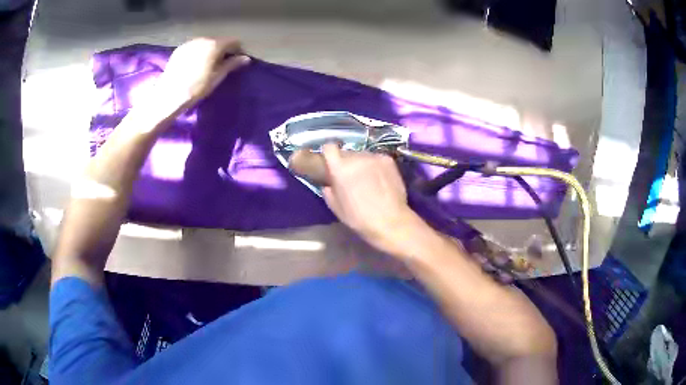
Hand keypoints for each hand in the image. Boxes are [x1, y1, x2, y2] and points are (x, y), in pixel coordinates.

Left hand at [156, 37, 249, 113]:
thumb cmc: (196, 87)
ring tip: (207, 65)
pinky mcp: (179, 49)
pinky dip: (198, 53)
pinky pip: (194, 47)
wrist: (169, 95)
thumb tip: (246, 58)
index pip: (233, 41)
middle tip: (222, 64)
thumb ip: (232, 64)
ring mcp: (189, 43)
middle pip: (218, 41)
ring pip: (205, 43)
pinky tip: (194, 65)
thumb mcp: (217, 77)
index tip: (237, 60)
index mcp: (215, 44)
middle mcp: (203, 39)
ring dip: (209, 51)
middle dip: (222, 50)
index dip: (237, 50)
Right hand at [321, 144, 415, 251]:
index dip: (329, 154)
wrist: (390, 221)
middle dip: (347, 163)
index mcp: (340, 168)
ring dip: (362, 164)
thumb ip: (329, 191)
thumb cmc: (359, 218)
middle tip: (352, 178)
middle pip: (347, 153)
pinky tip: (381, 180)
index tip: (331, 163)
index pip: (329, 148)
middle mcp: (356, 157)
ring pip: (363, 156)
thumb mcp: (336, 208)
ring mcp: (374, 157)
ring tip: (368, 180)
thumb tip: (330, 184)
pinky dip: (376, 166)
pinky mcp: (388, 160)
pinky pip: (377, 159)